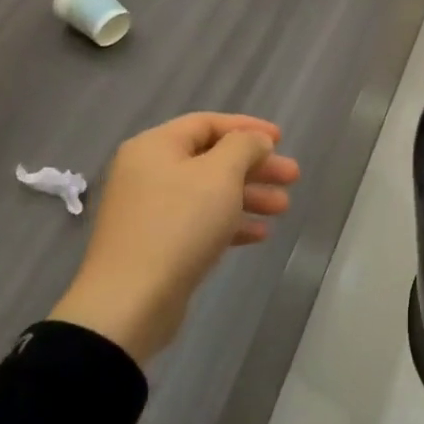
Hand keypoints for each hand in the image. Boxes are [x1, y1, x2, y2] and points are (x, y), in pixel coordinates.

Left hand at [49, 113, 300, 365]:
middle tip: (293, 177)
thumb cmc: (179, 224)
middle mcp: (148, 172)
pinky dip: (231, 223)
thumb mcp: (220, 174)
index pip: (207, 123)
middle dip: (255, 166)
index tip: (282, 139)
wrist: (131, 300)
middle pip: (211, 159)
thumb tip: (254, 141)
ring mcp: (150, 210)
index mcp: (155, 147)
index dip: (247, 127)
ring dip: (249, 195)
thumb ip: (244, 147)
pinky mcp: (157, 244)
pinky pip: (200, 222)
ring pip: (209, 193)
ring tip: (284, 208)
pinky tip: (260, 234)